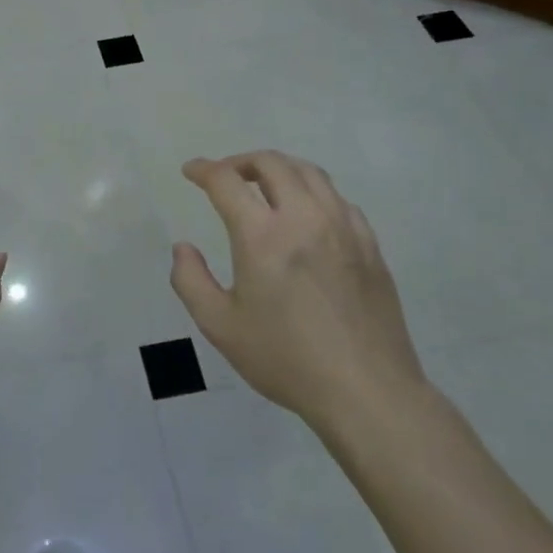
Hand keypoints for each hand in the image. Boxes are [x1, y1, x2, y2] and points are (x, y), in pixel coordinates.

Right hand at [169, 151, 428, 455]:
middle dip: (240, 161)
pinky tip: (306, 213)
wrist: (367, 391)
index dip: (204, 169)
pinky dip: (312, 191)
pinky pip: (338, 198)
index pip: (227, 181)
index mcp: (262, 236)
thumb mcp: (221, 326)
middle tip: (225, 176)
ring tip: (264, 184)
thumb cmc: (286, 359)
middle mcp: (304, 218)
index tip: (191, 171)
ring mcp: (343, 227)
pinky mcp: (369, 244)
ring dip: (279, 168)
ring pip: (309, 172)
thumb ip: (191, 281)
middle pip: (271, 163)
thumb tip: (183, 247)